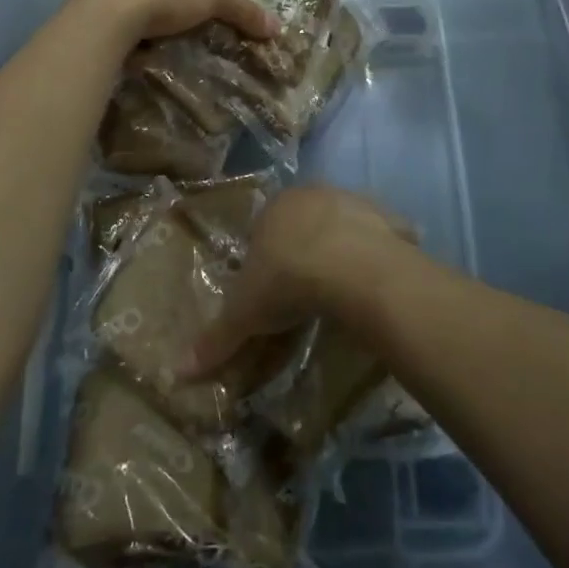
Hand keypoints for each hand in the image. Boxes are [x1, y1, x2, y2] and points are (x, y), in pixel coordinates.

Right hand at [186, 186, 417, 376]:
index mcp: (276, 207)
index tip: (268, 295)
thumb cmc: (288, 280)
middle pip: (304, 227)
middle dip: (302, 255)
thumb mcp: (245, 314)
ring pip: (342, 229)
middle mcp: (315, 195)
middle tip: (304, 297)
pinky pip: (382, 239)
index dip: (263, 263)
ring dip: (341, 254)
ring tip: (341, 294)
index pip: (262, 231)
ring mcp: (355, 203)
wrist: (353, 268)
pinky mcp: (390, 219)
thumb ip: (216, 338)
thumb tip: (178, 372)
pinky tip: (375, 285)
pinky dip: (379, 258)